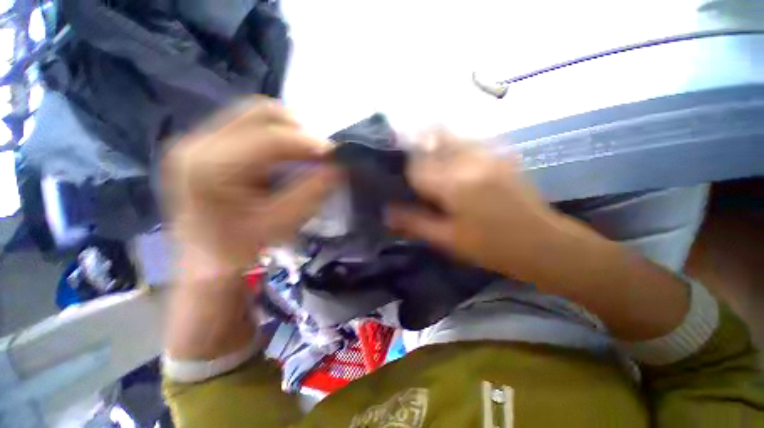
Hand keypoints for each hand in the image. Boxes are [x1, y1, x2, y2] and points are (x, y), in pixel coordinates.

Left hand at [163, 98, 338, 277]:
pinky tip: (283, 156)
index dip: (308, 142)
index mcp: (210, 168)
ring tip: (303, 154)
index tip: (334, 154)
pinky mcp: (204, 144)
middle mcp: (196, 144)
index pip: (269, 138)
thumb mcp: (283, 223)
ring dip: (287, 131)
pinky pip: (247, 125)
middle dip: (298, 129)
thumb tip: (336, 166)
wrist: (206, 259)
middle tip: (318, 153)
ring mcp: (196, 140)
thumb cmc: (243, 248)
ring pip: (254, 114)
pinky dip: (274, 136)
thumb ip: (311, 191)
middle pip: (259, 112)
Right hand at [387, 130, 572, 283]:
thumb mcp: (447, 239)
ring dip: (435, 142)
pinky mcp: (501, 155)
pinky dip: (454, 144)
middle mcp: (470, 161)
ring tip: (428, 157)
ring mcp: (489, 154)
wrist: (542, 243)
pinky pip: (469, 141)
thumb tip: (386, 213)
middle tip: (410, 160)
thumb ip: (415, 222)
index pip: (417, 165)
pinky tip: (451, 158)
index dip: (405, 169)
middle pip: (434, 141)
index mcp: (454, 184)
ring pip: (452, 136)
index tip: (401, 177)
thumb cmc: (491, 246)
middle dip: (417, 147)